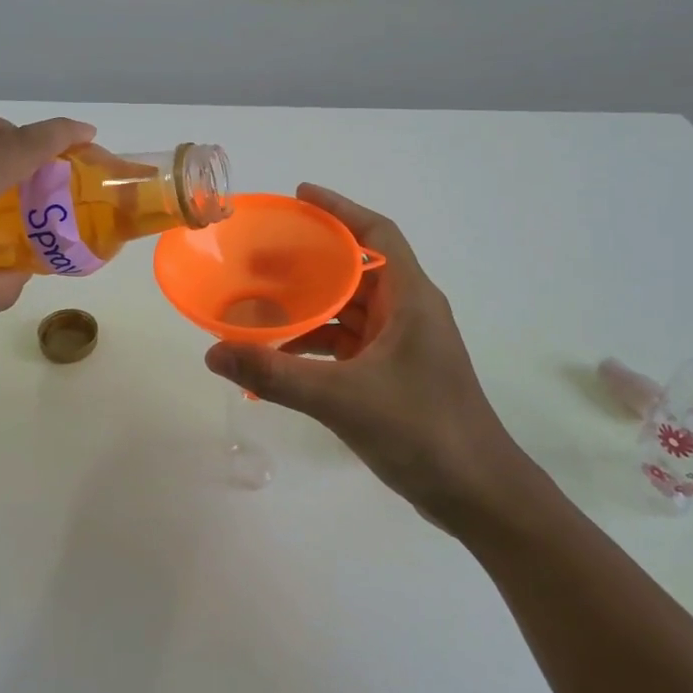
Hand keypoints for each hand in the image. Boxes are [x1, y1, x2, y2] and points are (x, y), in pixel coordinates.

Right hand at [204, 184, 528, 531]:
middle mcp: (409, 311)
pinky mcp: (396, 374)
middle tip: (261, 255)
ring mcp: (404, 344)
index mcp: (410, 298)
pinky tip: (282, 356)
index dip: (339, 209)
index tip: (299, 196)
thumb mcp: (341, 398)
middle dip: (311, 260)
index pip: (376, 233)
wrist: (478, 496)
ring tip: (260, 304)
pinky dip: (317, 343)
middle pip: (356, 269)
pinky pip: (349, 343)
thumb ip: (276, 375)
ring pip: (350, 309)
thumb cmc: (421, 430)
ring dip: (311, 305)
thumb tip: (214, 353)